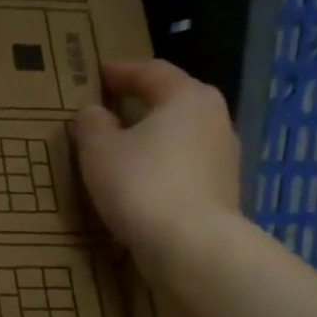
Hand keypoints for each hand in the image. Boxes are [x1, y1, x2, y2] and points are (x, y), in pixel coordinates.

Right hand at [76, 58, 241, 272]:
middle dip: (143, 102)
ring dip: (154, 137)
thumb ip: (92, 125)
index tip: (100, 73)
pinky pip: (185, 165)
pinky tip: (144, 181)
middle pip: (173, 101)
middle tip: (114, 106)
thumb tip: (94, 112)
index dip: (122, 71)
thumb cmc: (141, 185)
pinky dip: (163, 165)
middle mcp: (214, 117)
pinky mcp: (222, 189)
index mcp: (186, 97)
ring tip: (125, 147)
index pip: (151, 71)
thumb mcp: (99, 151)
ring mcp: (224, 155)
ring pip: (182, 135)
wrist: (191, 245)